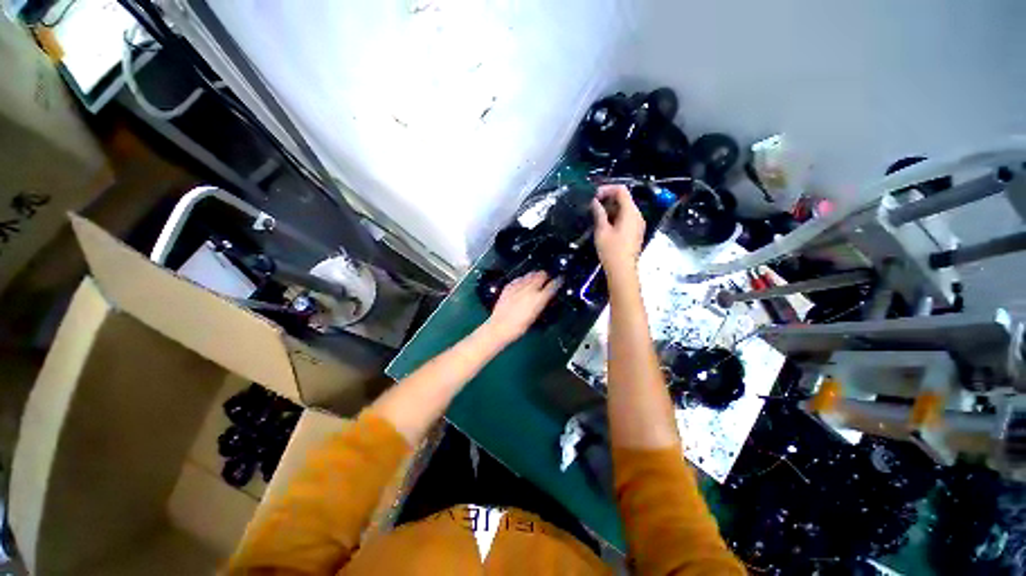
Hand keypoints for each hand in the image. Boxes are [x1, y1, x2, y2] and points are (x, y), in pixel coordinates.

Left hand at [484, 271, 559, 344]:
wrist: (500, 326)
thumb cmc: (519, 326)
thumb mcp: (535, 315)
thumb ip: (541, 302)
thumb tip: (545, 296)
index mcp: (539, 298)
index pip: (553, 285)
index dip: (558, 281)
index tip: (560, 279)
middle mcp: (530, 289)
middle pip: (542, 274)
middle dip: (545, 276)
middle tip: (546, 279)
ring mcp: (518, 286)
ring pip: (531, 274)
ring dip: (535, 276)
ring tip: (535, 280)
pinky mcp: (509, 286)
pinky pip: (519, 278)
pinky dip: (523, 279)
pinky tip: (522, 284)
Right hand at [590, 184, 644, 277]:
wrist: (622, 270)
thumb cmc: (611, 250)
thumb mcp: (602, 230)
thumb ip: (598, 213)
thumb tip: (594, 201)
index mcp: (630, 212)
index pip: (621, 190)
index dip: (607, 189)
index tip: (593, 196)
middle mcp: (637, 215)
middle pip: (623, 199)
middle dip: (607, 199)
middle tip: (592, 206)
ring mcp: (637, 224)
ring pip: (624, 209)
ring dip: (610, 209)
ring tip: (595, 215)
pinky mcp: (634, 232)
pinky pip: (625, 218)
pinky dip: (614, 217)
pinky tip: (603, 225)